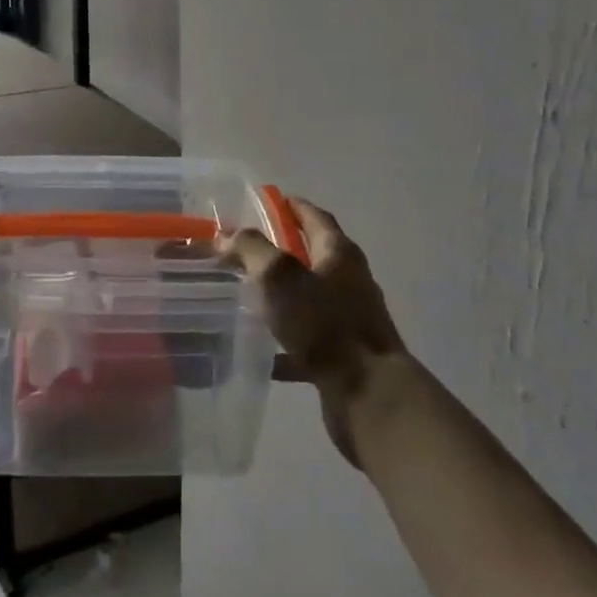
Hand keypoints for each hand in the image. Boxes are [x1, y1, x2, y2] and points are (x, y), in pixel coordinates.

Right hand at [224, 199, 406, 467]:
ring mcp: (348, 319)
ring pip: (308, 298)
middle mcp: (349, 281)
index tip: (266, 201)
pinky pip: (307, 339)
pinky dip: (283, 340)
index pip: (314, 217)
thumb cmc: (324, 325)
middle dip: (281, 250)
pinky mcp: (343, 355)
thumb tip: (227, 235)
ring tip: (244, 294)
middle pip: (312, 256)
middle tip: (244, 248)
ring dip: (281, 294)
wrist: (369, 395)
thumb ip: (252, 250)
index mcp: (339, 254)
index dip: (291, 206)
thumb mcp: (280, 278)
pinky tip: (258, 350)